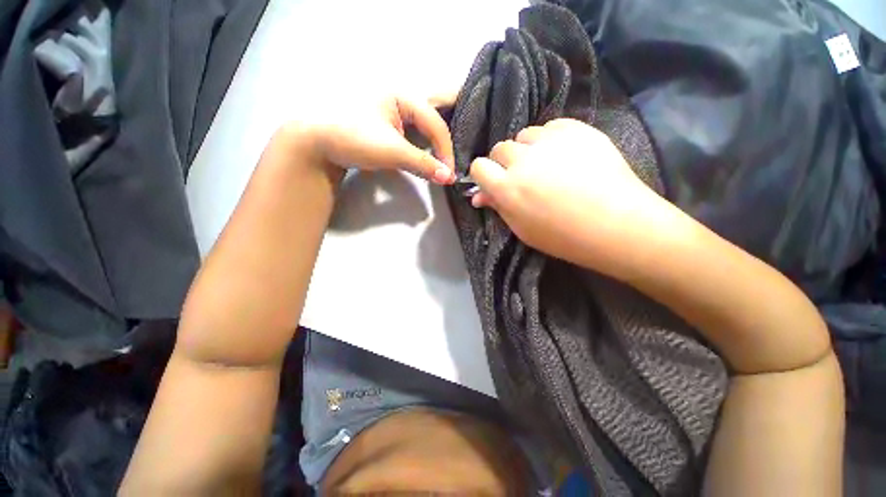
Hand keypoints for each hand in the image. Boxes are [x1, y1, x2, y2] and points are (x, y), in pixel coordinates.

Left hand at [287, 94, 456, 184]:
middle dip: (458, 112)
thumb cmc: (353, 137)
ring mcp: (396, 109)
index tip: (449, 173)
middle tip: (478, 123)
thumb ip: (423, 164)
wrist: (317, 142)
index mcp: (403, 94)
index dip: (445, 150)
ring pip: (430, 114)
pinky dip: (431, 134)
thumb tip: (448, 178)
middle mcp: (403, 96)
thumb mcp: (391, 151)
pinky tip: (438, 142)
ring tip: (464, 135)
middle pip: (439, 102)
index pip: (435, 123)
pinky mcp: (391, 122)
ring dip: (446, 126)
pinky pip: (419, 125)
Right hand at [470, 118, 667, 274]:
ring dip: (527, 149)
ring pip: (524, 135)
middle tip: (521, 176)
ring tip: (544, 163)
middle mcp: (523, 160)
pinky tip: (563, 154)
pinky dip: (550, 138)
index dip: (484, 174)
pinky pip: (551, 126)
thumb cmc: (564, 237)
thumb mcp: (523, 229)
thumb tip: (478, 196)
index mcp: (507, 188)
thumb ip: (499, 207)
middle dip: (504, 162)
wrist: (617, 225)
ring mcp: (551, 141)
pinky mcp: (576, 130)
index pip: (479, 167)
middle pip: (499, 148)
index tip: (493, 182)